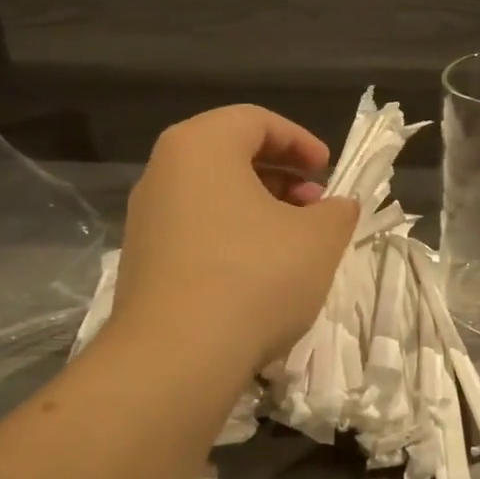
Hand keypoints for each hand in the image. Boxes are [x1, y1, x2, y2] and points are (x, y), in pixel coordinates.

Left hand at [109, 105, 358, 370]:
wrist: (176, 357)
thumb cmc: (255, 275)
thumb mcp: (318, 239)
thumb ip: (337, 212)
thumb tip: (337, 207)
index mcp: (201, 146)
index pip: (255, 121)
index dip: (300, 141)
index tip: (328, 169)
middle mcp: (164, 172)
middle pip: (231, 155)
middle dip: (282, 176)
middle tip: (316, 205)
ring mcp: (146, 219)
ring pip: (213, 195)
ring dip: (260, 208)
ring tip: (294, 241)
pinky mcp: (142, 263)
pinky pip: (196, 230)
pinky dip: (233, 236)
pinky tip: (260, 273)